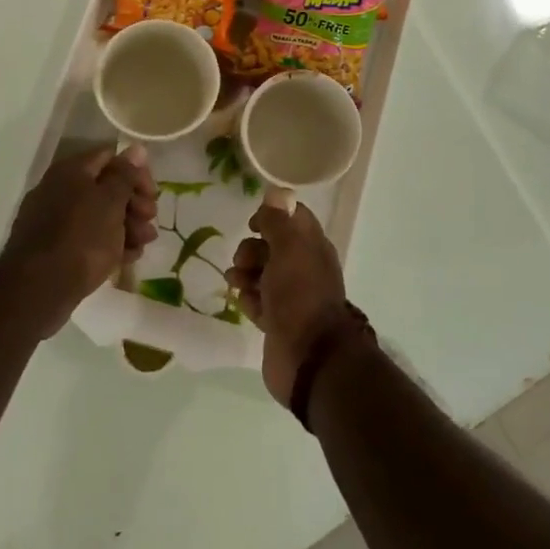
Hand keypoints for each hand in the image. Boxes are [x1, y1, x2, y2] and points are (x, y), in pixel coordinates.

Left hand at [2, 145, 157, 335]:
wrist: (37, 290)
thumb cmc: (82, 237)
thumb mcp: (111, 201)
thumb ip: (125, 174)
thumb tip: (136, 148)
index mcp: (71, 171)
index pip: (111, 158)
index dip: (136, 173)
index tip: (153, 194)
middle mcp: (59, 190)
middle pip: (106, 188)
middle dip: (134, 203)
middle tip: (150, 220)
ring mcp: (54, 221)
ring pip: (99, 216)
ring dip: (127, 226)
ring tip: (143, 244)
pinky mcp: (54, 249)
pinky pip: (88, 239)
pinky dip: (109, 245)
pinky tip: (127, 258)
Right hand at [226, 202, 351, 404]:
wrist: (308, 356)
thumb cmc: (299, 295)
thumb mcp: (288, 248)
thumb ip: (279, 220)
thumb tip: (276, 192)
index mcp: (313, 247)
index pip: (294, 219)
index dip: (272, 216)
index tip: (253, 224)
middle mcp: (304, 268)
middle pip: (272, 247)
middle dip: (252, 249)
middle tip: (242, 261)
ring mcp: (290, 296)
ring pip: (262, 274)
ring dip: (245, 273)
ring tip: (236, 283)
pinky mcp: (277, 321)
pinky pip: (258, 301)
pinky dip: (248, 299)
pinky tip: (244, 303)